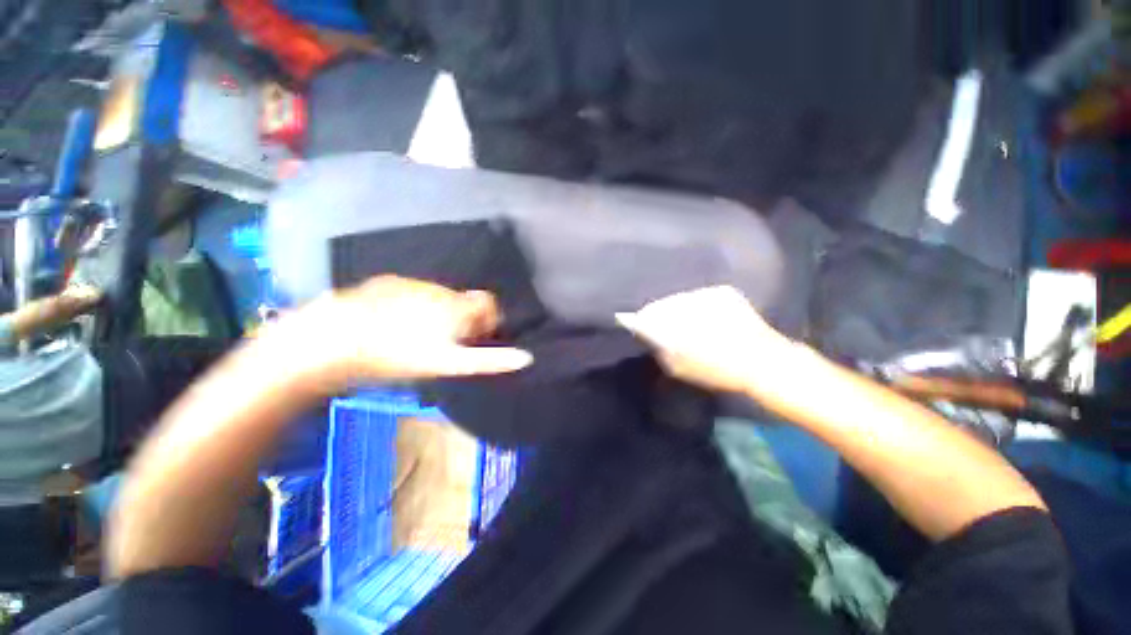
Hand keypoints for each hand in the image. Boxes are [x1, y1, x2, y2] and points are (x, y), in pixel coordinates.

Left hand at [276, 276, 532, 384]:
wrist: (333, 341)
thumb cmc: (398, 356)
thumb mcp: (449, 363)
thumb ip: (489, 359)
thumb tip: (526, 357)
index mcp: (456, 306)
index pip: (489, 304)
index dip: (487, 320)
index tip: (475, 338)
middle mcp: (439, 289)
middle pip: (463, 301)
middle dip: (462, 318)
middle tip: (444, 342)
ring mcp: (411, 283)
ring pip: (437, 296)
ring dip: (437, 312)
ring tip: (415, 334)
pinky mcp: (386, 283)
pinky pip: (412, 292)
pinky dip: (412, 304)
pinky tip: (393, 322)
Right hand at [616, 286, 798, 394]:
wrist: (762, 361)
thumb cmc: (716, 370)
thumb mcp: (677, 367)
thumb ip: (659, 348)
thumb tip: (648, 334)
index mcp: (672, 320)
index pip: (646, 314)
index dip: (642, 320)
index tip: (641, 326)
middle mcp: (685, 301)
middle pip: (663, 303)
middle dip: (661, 313)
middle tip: (666, 326)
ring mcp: (705, 293)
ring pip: (682, 297)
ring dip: (680, 307)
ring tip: (688, 321)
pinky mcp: (723, 291)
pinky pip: (701, 295)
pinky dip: (698, 304)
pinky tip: (706, 316)